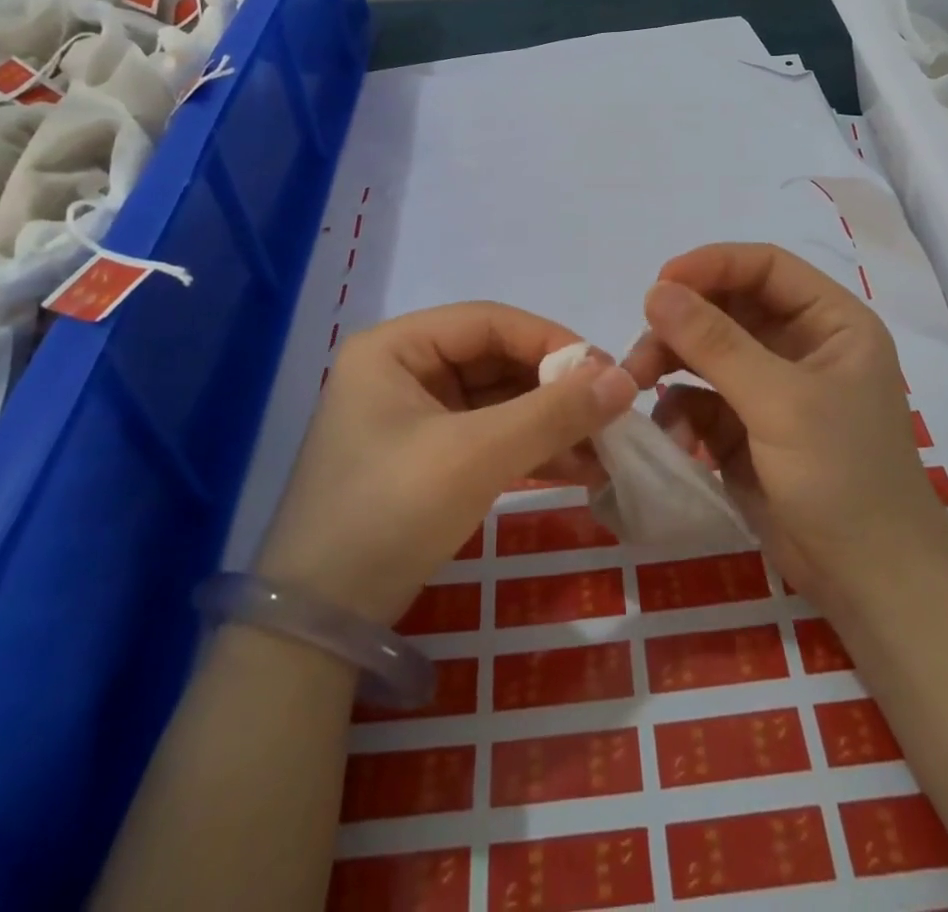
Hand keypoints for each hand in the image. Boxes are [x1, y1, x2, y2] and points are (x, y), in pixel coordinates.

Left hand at [258, 303, 636, 623]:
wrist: (321, 626)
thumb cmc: (391, 512)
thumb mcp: (477, 456)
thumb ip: (554, 413)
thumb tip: (626, 379)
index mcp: (397, 347)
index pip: (490, 322)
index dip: (552, 341)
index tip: (607, 374)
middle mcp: (404, 370)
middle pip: (497, 360)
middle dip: (557, 389)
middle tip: (613, 413)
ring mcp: (416, 417)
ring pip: (500, 401)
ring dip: (553, 423)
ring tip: (607, 448)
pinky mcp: (430, 458)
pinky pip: (491, 437)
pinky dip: (534, 450)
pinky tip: (580, 469)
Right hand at [623, 243, 947, 619]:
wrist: (870, 585)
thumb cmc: (843, 476)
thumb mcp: (779, 402)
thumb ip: (715, 343)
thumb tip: (655, 290)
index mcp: (830, 322)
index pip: (765, 267)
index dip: (712, 266)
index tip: (659, 283)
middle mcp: (801, 345)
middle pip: (728, 308)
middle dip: (682, 324)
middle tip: (640, 351)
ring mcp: (772, 388)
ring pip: (706, 352)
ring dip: (671, 364)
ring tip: (637, 385)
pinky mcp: (747, 429)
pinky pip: (701, 399)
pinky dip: (681, 411)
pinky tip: (675, 438)